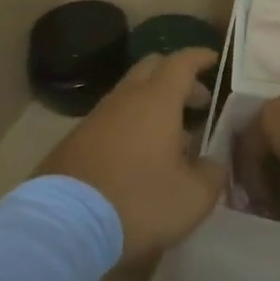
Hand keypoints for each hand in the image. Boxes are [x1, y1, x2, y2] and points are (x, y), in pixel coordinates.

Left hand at [35, 49, 226, 263]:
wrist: (65, 223)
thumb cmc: (138, 202)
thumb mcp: (193, 197)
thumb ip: (212, 174)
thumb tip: (213, 164)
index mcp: (156, 101)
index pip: (181, 62)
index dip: (199, 57)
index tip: (214, 59)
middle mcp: (124, 99)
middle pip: (151, 68)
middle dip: (177, 77)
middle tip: (198, 101)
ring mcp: (95, 117)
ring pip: (129, 94)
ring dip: (153, 104)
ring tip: (173, 138)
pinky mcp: (75, 139)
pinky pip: (112, 118)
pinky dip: (132, 124)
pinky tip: (140, 157)